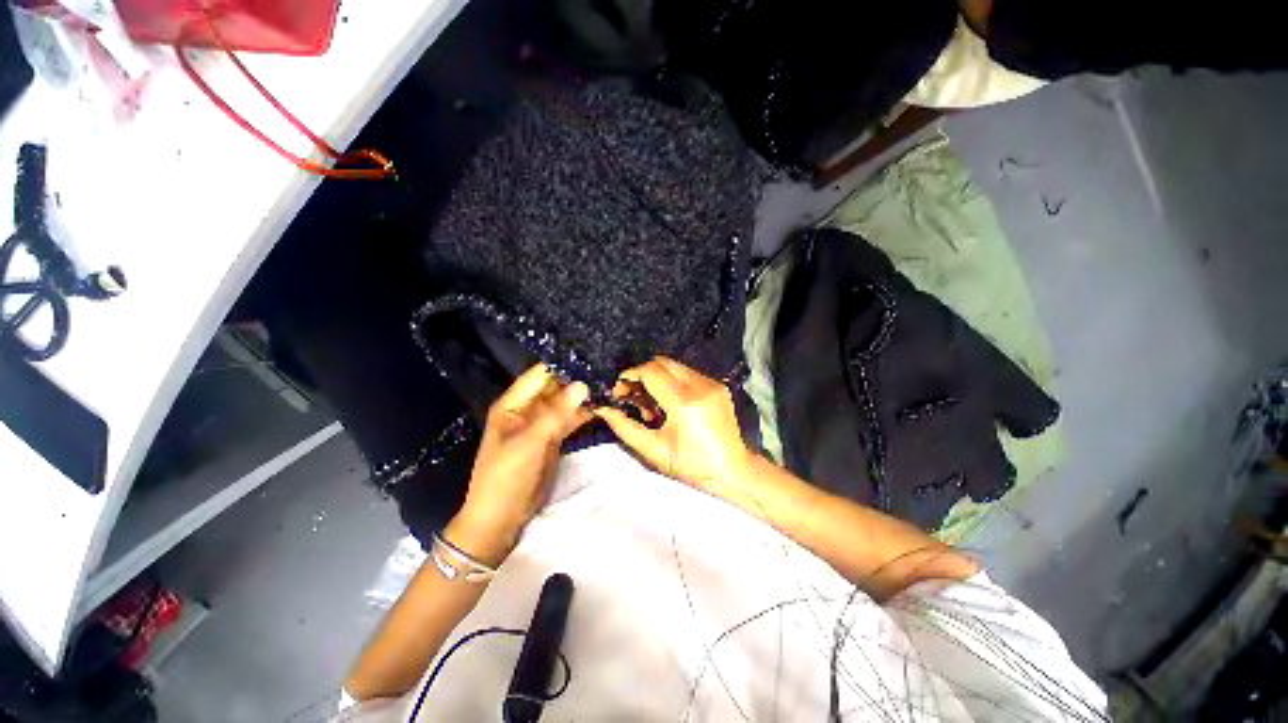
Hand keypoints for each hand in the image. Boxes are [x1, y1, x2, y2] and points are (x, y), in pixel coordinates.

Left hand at [448, 364, 590, 565]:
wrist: (501, 518)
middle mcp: (528, 409)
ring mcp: (542, 424)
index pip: (540, 375)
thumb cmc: (506, 478)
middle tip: (607, 369)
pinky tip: (603, 405)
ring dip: (584, 396)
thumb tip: (582, 384)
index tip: (591, 356)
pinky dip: (584, 413)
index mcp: (514, 404)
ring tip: (610, 384)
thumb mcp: (529, 444)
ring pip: (565, 403)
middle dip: (578, 379)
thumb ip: (556, 413)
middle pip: (555, 387)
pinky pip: (570, 419)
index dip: (563, 365)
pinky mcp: (553, 438)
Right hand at [594, 357, 752, 495]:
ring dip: (657, 379)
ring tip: (651, 406)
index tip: (619, 390)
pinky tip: (669, 405)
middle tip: (632, 396)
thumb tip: (603, 410)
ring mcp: (712, 384)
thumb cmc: (693, 466)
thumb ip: (624, 427)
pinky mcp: (719, 386)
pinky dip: (672, 382)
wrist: (733, 471)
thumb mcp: (654, 450)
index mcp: (685, 402)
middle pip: (662, 362)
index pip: (650, 372)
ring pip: (674, 366)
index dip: (630, 376)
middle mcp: (701, 386)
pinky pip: (688, 374)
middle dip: (641, 375)